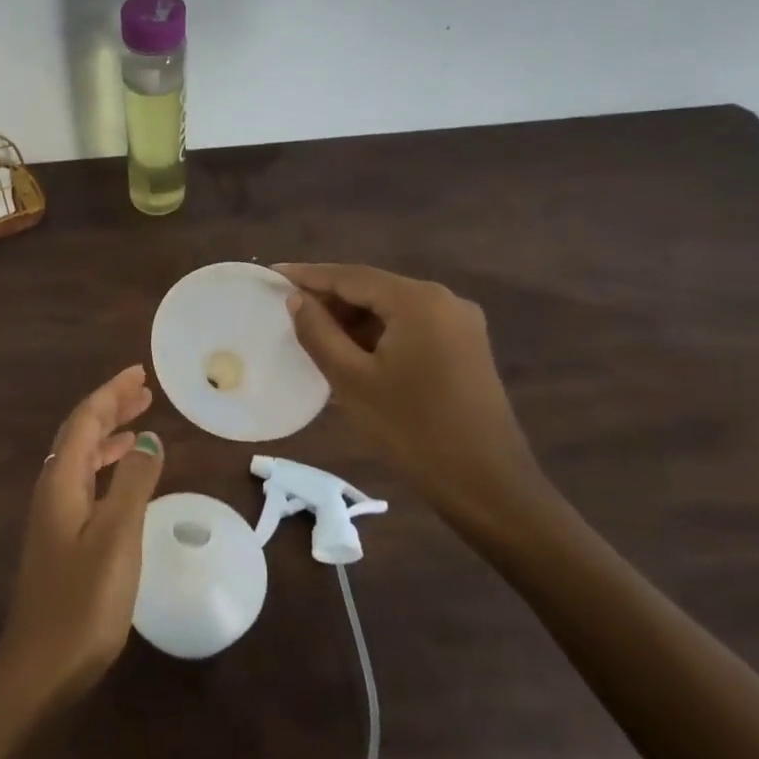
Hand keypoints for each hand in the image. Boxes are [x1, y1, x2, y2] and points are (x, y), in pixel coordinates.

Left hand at [0, 366, 164, 710]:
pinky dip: (106, 467)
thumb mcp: (117, 536)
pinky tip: (124, 479)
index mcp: (62, 480)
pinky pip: (85, 483)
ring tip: (140, 425)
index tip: (140, 374)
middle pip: (80, 433)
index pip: (85, 420)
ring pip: (82, 458)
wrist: (42, 666)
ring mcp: (54, 515)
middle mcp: (53, 489)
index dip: (111, 393)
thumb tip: (148, 439)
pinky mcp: (61, 538)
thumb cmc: (84, 600)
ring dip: (109, 437)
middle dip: (110, 408)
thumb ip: (134, 483)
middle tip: (144, 392)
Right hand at [275, 263, 548, 532]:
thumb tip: (297, 300)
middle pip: (374, 289)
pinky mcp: (465, 348)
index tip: (272, 274)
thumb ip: (318, 332)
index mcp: (418, 301)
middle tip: (286, 308)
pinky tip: (350, 351)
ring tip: (311, 332)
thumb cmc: (412, 429)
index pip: (351, 276)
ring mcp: (460, 324)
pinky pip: (410, 327)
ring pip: (392, 309)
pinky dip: (377, 334)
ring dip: (352, 318)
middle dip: (330, 297)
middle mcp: (444, 300)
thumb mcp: (352, 380)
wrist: (486, 484)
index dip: (308, 276)